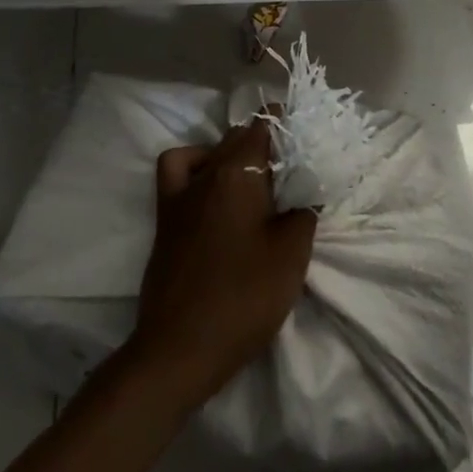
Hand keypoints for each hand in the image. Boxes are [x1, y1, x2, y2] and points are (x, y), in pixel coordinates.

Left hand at [130, 120, 316, 407]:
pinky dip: (195, 166)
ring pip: (210, 152)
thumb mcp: (291, 255)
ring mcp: (180, 194)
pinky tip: (211, 188)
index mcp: (238, 172)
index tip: (305, 132)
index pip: (262, 125)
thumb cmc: (243, 298)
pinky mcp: (165, 218)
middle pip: (237, 136)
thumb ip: (304, 212)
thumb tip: (307, 191)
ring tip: (256, 177)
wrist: (180, 349)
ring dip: (233, 153)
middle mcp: (206, 172)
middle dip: (265, 140)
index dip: (285, 122)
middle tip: (292, 164)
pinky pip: (178, 171)